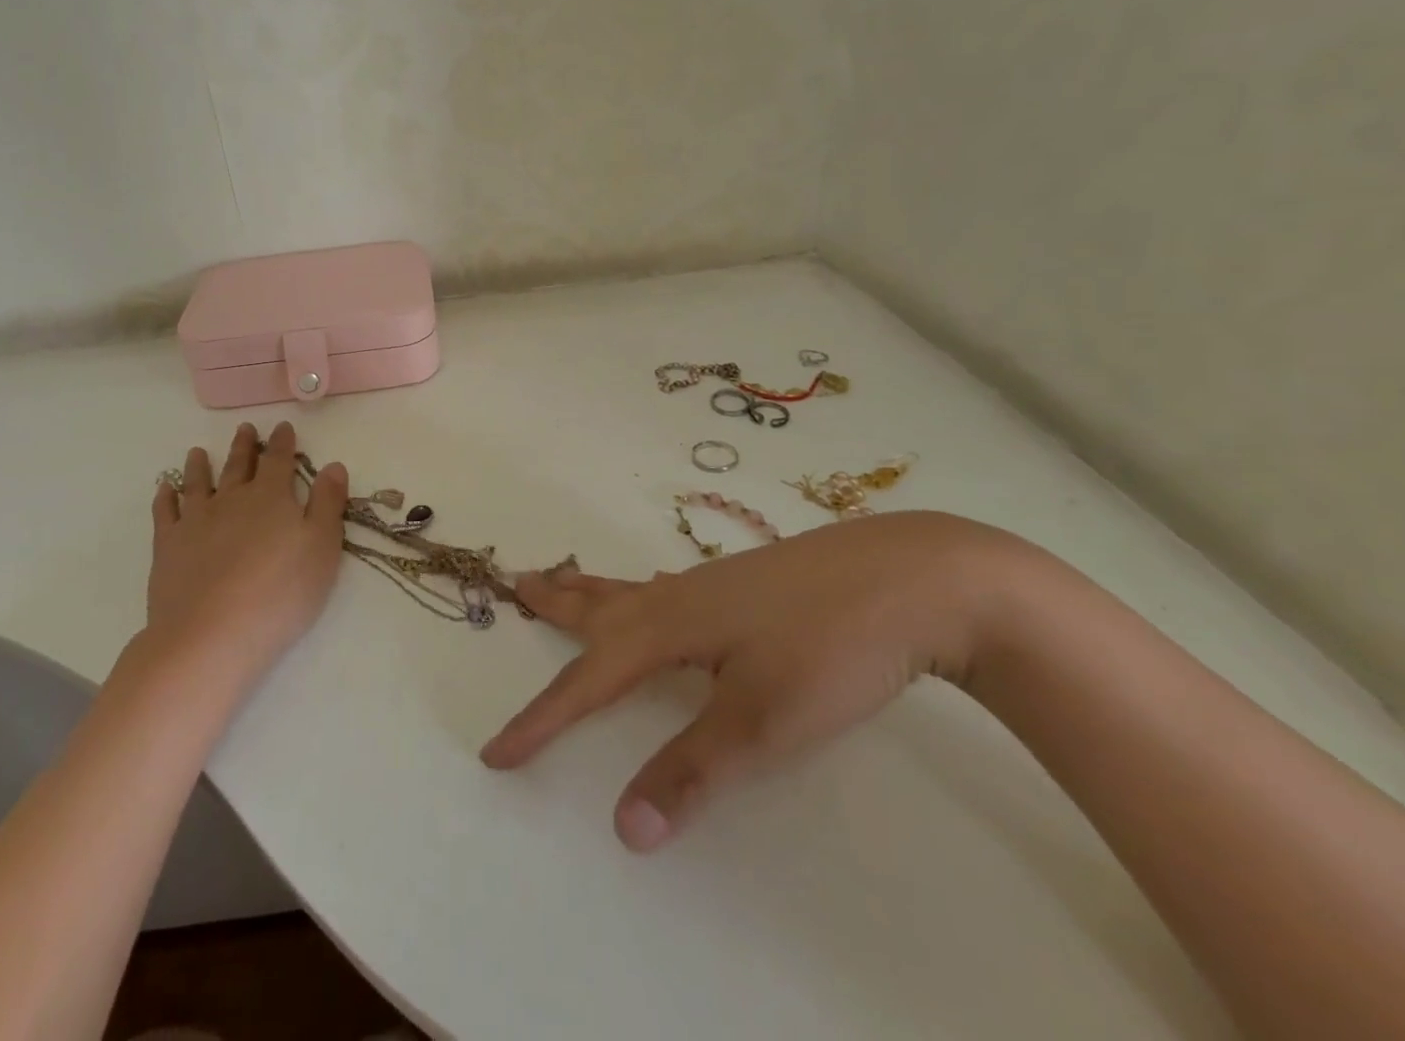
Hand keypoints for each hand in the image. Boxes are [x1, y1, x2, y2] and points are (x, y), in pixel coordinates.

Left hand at [148, 421, 348, 679]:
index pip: (279, 461)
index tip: (282, 426)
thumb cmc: (279, 593)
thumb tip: (333, 465)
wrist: (210, 635)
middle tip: (245, 428)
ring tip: (198, 452)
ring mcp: (196, 521)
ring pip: (199, 484)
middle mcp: (232, 500)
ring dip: (201, 466)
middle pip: (239, 466)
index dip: (283, 443)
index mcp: (271, 498)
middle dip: (245, 446)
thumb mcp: (321, 549)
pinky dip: (165, 498)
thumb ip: (327, 504)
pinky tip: (165, 489)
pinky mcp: (168, 547)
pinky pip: (165, 513)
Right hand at [481, 511, 1027, 851]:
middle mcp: (678, 598)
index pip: (587, 682)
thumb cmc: (829, 650)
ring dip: (588, 589)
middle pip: (597, 603)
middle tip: (514, 586)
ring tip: (562, 580)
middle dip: (553, 603)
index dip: (539, 721)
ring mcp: (714, 585)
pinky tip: (657, 594)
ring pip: (631, 588)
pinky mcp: (746, 582)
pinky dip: (637, 590)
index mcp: (667, 627)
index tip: (494, 752)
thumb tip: (624, 825)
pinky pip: (666, 587)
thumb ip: (690, 770)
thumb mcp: (761, 723)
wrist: (910, 579)